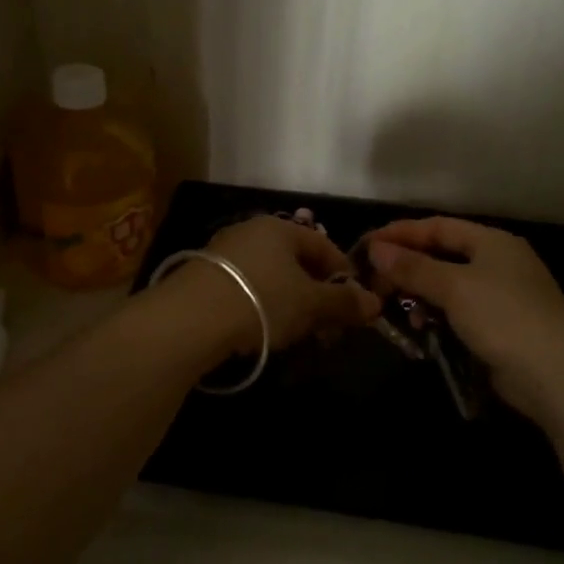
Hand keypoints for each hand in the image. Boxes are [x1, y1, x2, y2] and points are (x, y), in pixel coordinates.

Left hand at [169, 214, 380, 353]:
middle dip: (317, 295)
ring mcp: (225, 253)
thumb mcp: (311, 304)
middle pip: (296, 262)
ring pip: (271, 277)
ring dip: (291, 304)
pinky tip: (264, 331)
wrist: (189, 319)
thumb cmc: (261, 300)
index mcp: (280, 228)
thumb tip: (375, 303)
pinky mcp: (204, 277)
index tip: (355, 305)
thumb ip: (344, 303)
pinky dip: (263, 307)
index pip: (323, 245)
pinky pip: (246, 288)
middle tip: (328, 328)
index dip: (344, 275)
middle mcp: (251, 232)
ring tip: (299, 335)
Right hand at [365, 216, 563, 431]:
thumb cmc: (504, 316)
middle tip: (372, 281)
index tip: (366, 243)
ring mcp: (501, 297)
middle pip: (441, 256)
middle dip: (406, 267)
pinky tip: (421, 331)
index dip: (400, 233)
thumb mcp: (453, 287)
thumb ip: (413, 267)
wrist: (558, 376)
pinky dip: (437, 318)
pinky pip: (458, 314)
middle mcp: (498, 263)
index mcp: (492, 242)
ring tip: (393, 308)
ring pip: (447, 287)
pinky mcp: (500, 329)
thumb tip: (376, 249)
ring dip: (419, 295)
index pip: (438, 227)